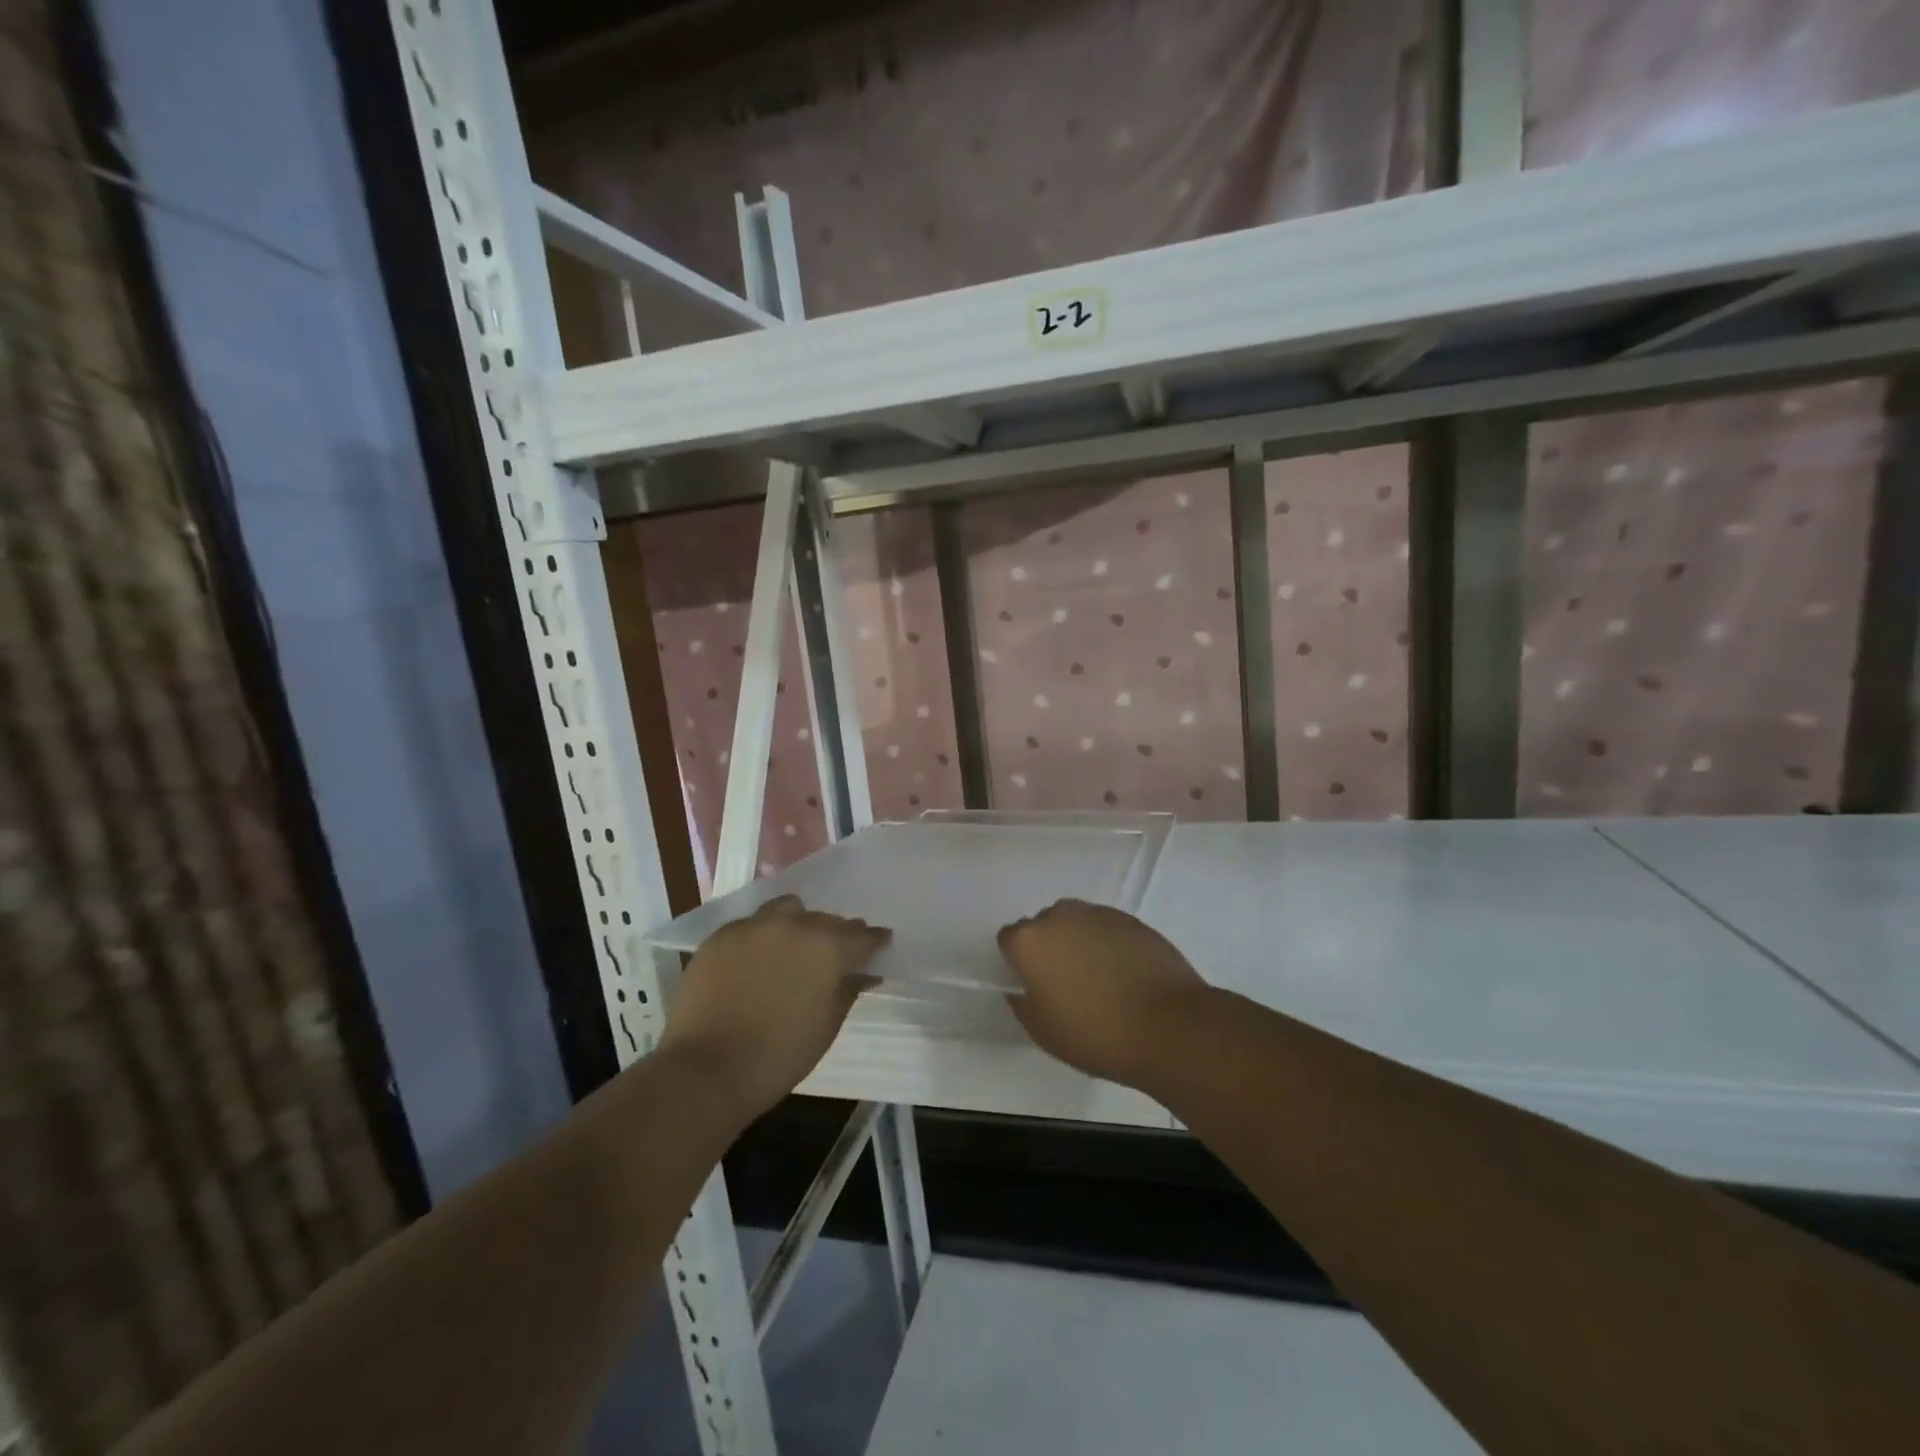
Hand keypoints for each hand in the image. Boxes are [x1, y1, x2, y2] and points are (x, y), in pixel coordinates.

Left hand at [661, 896, 889, 1122]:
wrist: (707, 1068)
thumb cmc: (779, 1056)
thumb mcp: (827, 1026)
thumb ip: (848, 990)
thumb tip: (862, 973)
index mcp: (828, 947)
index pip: (862, 935)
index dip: (874, 940)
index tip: (880, 943)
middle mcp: (795, 925)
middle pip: (825, 919)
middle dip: (835, 934)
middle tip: (833, 953)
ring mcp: (755, 926)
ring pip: (787, 909)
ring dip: (798, 923)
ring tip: (794, 945)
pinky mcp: (721, 934)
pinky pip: (752, 924)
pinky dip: (762, 936)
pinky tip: (757, 958)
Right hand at [997, 900, 1210, 1089]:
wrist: (1167, 1026)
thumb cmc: (1094, 1034)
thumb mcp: (1042, 1031)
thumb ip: (1022, 1003)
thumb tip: (1023, 988)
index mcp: (1029, 941)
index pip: (1009, 940)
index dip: (1019, 963)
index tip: (1035, 986)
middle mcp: (1059, 916)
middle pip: (1043, 926)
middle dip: (1050, 948)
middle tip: (1066, 983)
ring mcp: (1097, 913)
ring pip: (1076, 923)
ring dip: (1079, 942)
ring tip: (1100, 979)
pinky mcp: (1130, 919)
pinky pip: (1106, 928)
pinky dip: (1109, 944)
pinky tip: (1125, 975)